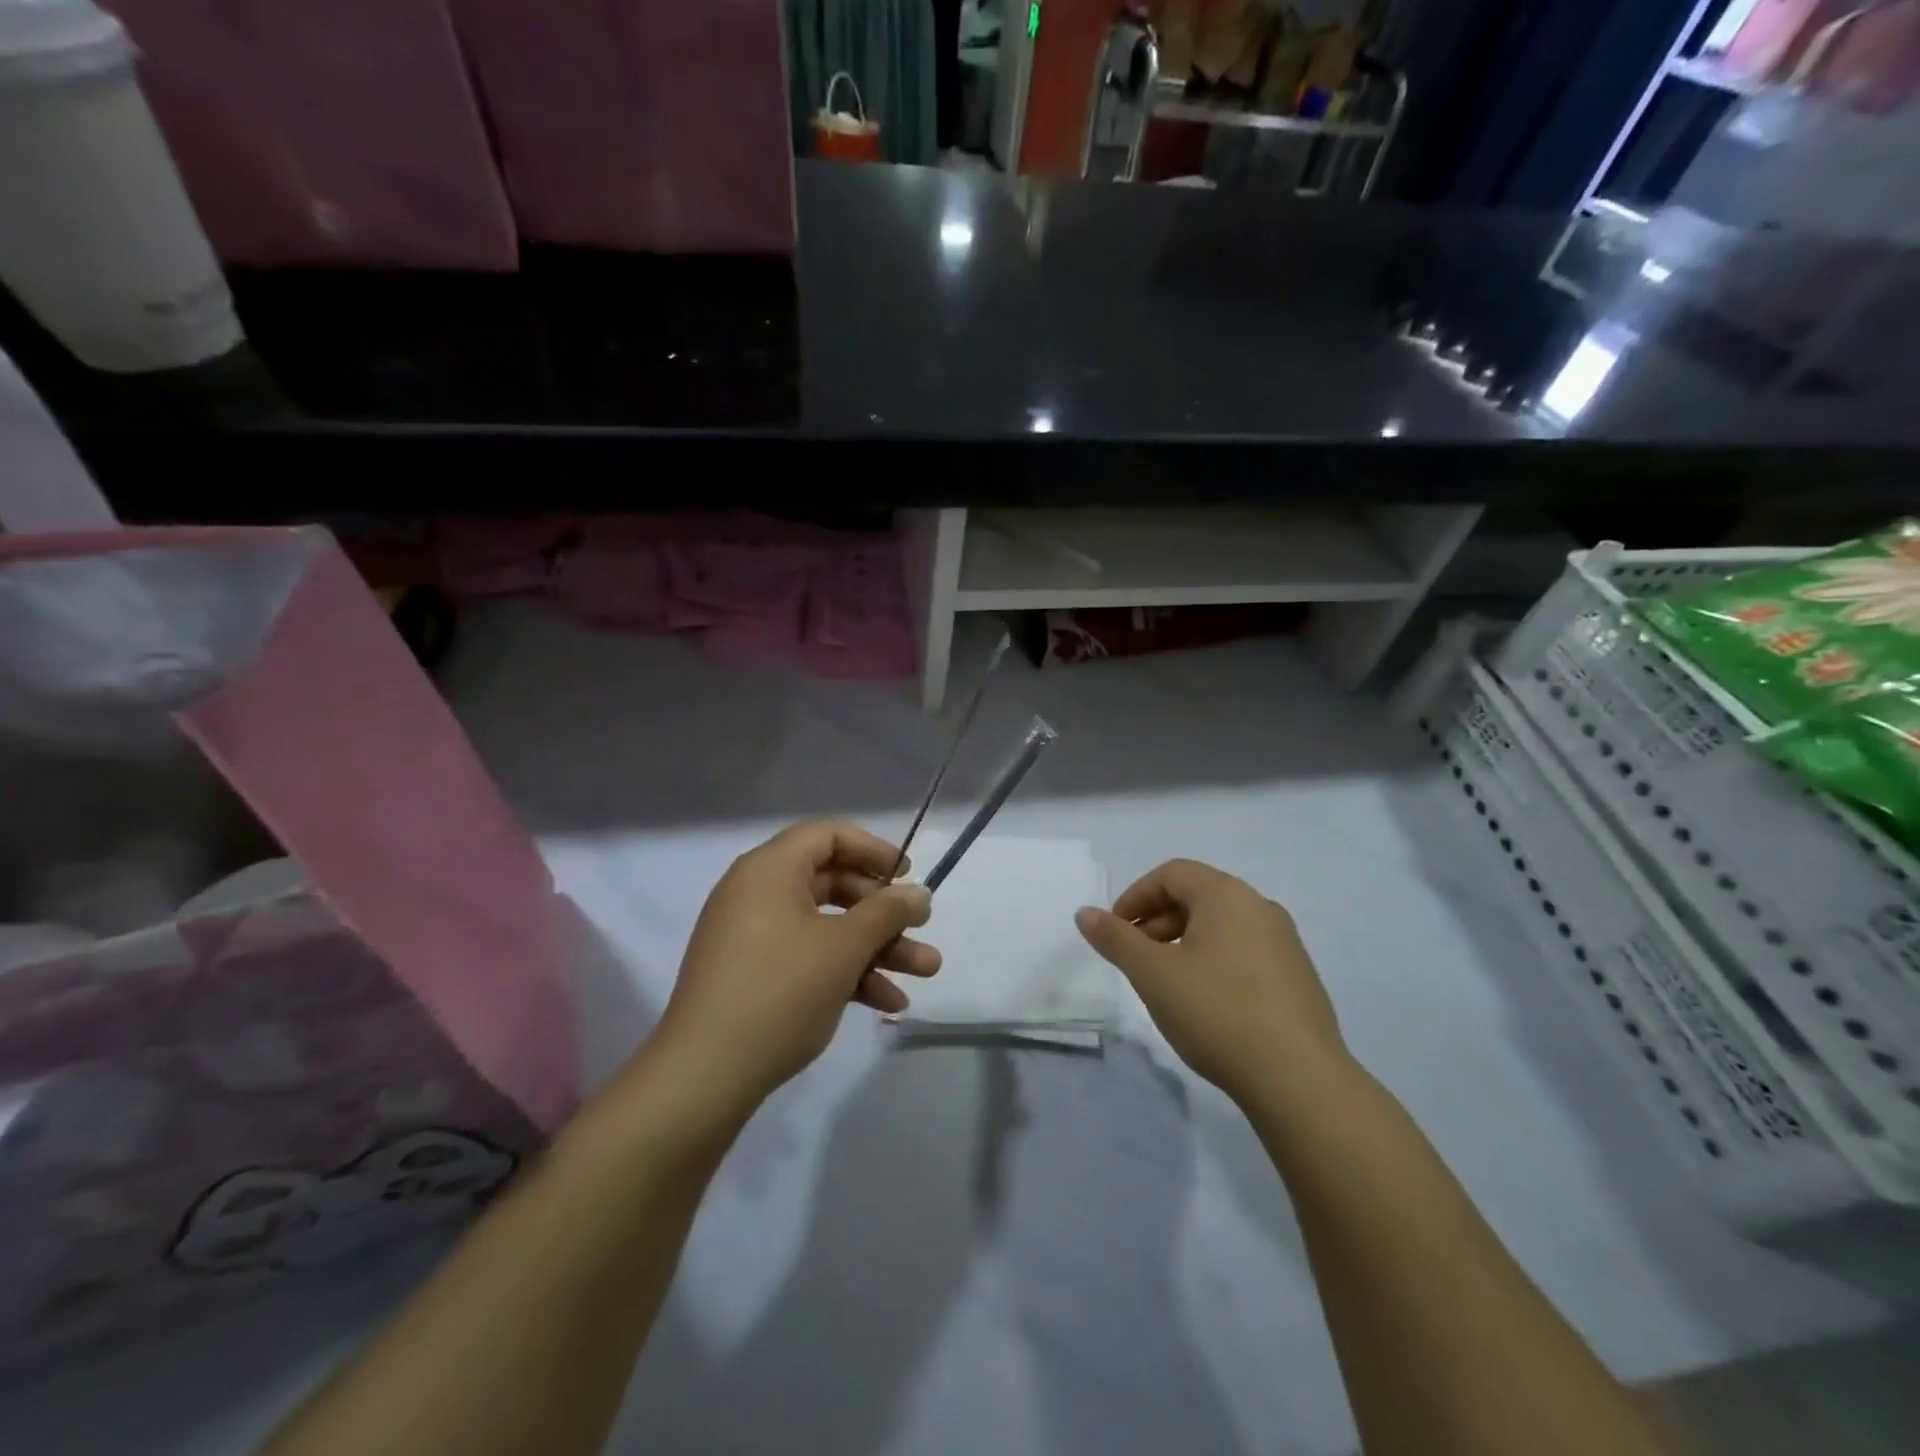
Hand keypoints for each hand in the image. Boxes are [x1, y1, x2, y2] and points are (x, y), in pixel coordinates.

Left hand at [653, 821, 937, 1117]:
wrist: (705, 1075)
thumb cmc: (780, 991)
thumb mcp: (844, 947)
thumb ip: (887, 912)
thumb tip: (919, 893)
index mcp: (770, 870)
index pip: (828, 835)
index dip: (873, 849)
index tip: (907, 875)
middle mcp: (758, 894)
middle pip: (833, 883)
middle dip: (884, 911)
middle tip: (922, 928)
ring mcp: (754, 937)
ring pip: (827, 927)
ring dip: (877, 947)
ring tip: (926, 972)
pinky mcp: (754, 975)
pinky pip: (808, 958)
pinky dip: (846, 972)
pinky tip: (887, 1002)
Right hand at [1074, 859, 1349, 1108]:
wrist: (1299, 1080)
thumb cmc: (1217, 1013)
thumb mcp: (1153, 974)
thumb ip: (1116, 939)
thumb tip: (1084, 913)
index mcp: (1227, 896)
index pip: (1171, 874)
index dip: (1135, 896)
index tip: (1115, 932)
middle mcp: (1260, 907)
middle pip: (1197, 895)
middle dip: (1157, 920)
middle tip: (1135, 958)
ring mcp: (1285, 942)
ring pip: (1221, 925)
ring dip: (1183, 941)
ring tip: (1166, 982)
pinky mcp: (1298, 976)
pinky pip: (1244, 950)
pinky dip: (1213, 960)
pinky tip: (1206, 1002)